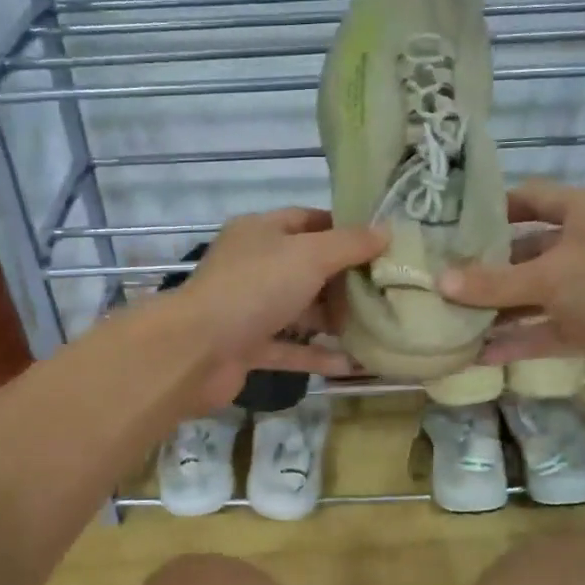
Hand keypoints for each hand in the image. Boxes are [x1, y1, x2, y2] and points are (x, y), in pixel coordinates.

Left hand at [169, 207, 386, 412]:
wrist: (196, 350)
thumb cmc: (255, 289)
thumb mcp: (309, 256)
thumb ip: (349, 245)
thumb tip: (386, 231)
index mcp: (261, 232)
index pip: (308, 220)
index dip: (344, 228)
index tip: (381, 243)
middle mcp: (254, 267)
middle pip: (307, 268)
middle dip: (345, 280)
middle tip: (388, 289)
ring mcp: (250, 309)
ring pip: (300, 311)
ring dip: (335, 320)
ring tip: (379, 326)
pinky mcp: (249, 347)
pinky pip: (291, 349)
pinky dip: (318, 355)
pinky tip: (354, 363)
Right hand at [437, 181, 584, 391]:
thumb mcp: (549, 278)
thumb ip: (493, 283)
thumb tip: (440, 282)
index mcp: (582, 212)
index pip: (529, 198)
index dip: (492, 209)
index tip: (451, 225)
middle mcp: (584, 245)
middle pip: (525, 252)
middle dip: (486, 269)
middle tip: (440, 279)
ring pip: (533, 296)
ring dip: (498, 310)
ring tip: (450, 320)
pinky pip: (545, 331)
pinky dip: (518, 341)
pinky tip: (479, 355)